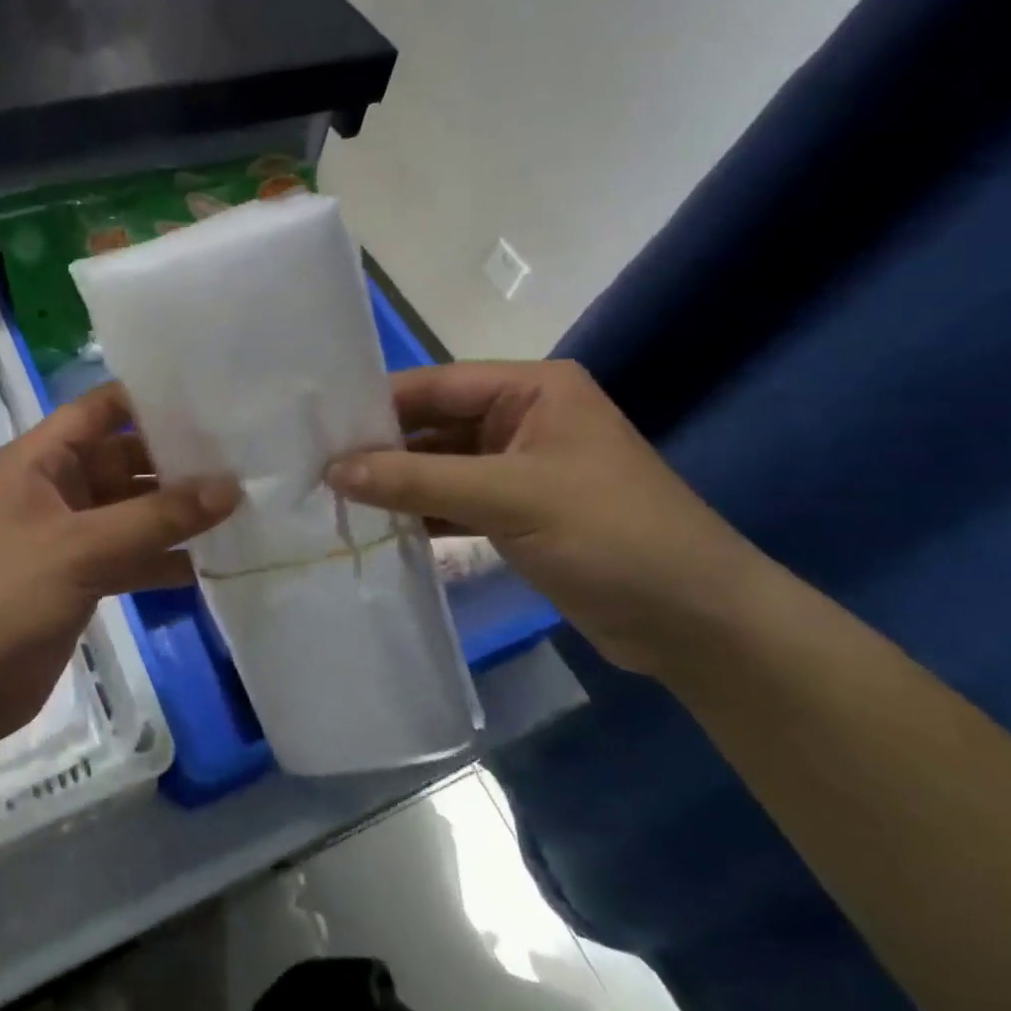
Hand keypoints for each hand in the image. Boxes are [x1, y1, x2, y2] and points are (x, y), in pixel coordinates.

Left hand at [0, 383, 239, 747]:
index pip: (100, 409)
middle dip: (176, 460)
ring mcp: (67, 536)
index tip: (213, 398)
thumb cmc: (4, 597)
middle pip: (123, 459)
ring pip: (131, 511)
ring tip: (242, 505)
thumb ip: (157, 518)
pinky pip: (129, 556)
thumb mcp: (82, 548)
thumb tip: (231, 487)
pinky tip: (211, 563)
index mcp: (39, 460)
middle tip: (243, 457)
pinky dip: (162, 559)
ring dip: (175, 513)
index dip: (150, 398)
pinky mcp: (79, 578)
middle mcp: (54, 488)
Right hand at [325, 361, 765, 675]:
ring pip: (440, 466)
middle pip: (434, 425)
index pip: (437, 386)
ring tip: (331, 498)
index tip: (317, 427)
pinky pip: (453, 501)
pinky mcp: (517, 513)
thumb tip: (333, 470)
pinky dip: (419, 513)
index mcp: (533, 390)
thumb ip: (417, 480)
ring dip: (395, 483)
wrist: (696, 624)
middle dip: (381, 448)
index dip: (378, 405)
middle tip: (314, 466)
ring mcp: (519, 468)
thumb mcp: (510, 498)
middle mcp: (523, 419)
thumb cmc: (611, 536)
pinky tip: (376, 526)